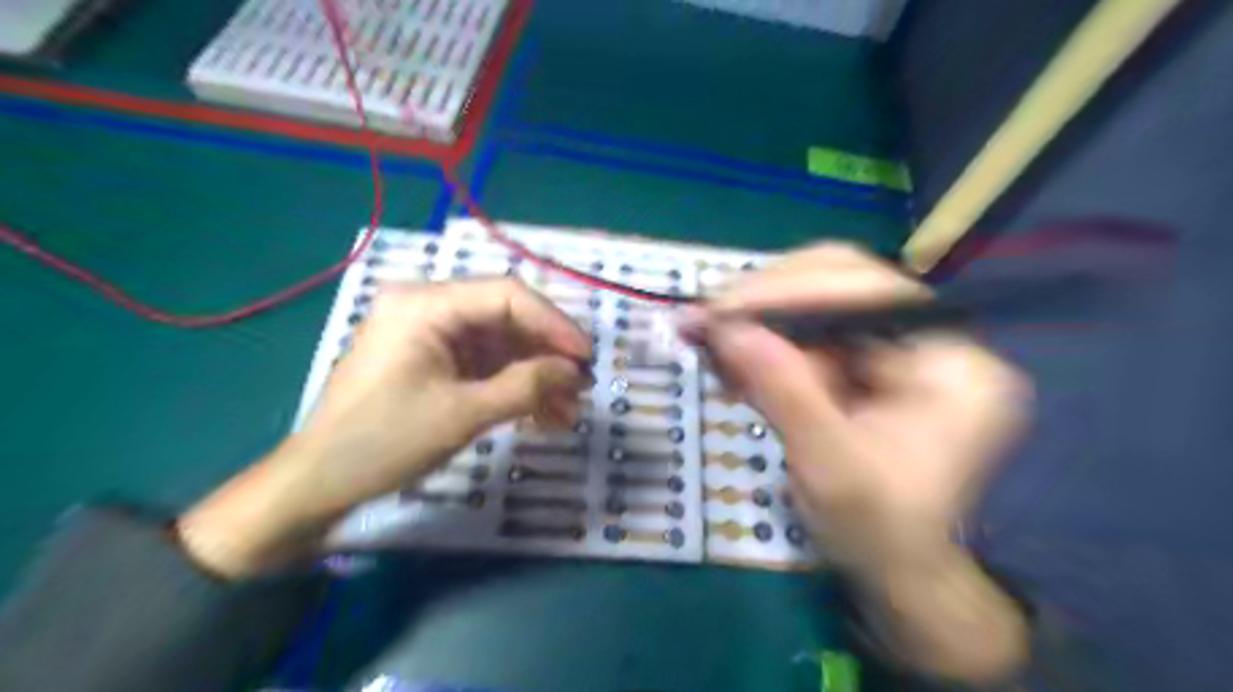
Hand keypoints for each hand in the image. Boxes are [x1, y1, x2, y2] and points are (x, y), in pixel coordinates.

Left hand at [176, 279, 592, 574]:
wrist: (320, 483)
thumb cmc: (384, 442)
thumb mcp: (462, 414)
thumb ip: (525, 386)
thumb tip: (574, 372)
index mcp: (425, 304)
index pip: (507, 296)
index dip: (553, 324)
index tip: (586, 358)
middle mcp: (428, 308)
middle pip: (507, 319)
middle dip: (547, 356)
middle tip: (581, 389)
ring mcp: (431, 335)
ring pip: (501, 345)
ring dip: (536, 376)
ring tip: (567, 413)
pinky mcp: (435, 361)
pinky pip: (486, 365)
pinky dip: (514, 387)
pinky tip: (542, 415)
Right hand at [689, 243, 1026, 572]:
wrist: (893, 567)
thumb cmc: (877, 530)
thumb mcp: (830, 468)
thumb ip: (784, 392)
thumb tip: (727, 328)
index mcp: (951, 364)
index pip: (869, 292)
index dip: (791, 291)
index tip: (722, 310)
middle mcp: (930, 339)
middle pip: (842, 280)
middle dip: (767, 298)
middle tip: (706, 318)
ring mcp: (896, 346)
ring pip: (816, 301)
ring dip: (757, 319)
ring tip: (710, 343)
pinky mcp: (865, 360)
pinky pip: (807, 331)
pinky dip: (763, 342)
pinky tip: (732, 362)